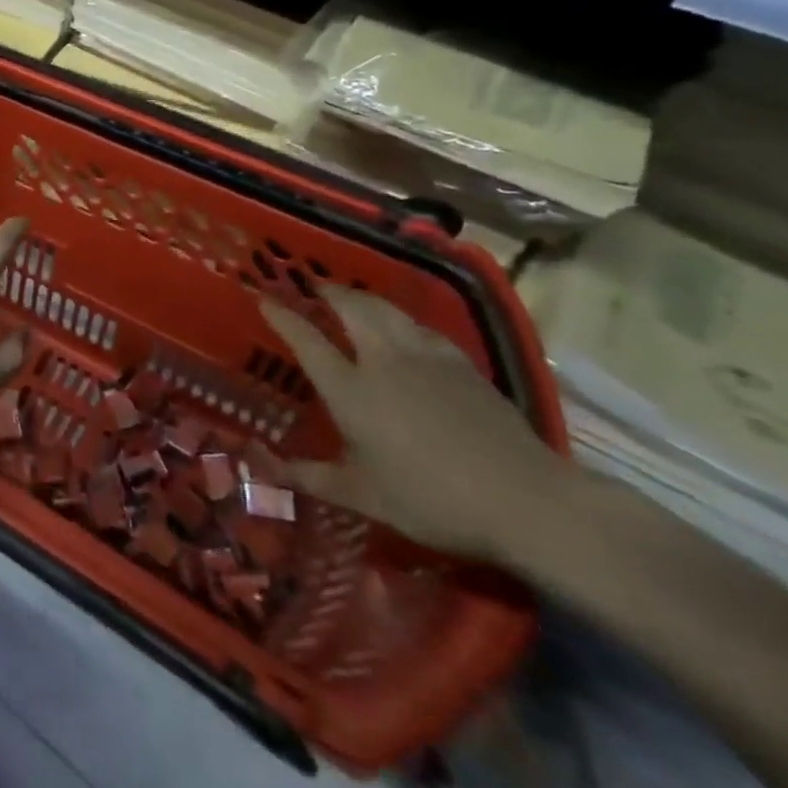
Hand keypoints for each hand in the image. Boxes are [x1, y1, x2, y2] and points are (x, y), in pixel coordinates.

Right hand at [252, 286, 570, 563]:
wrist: (527, 501)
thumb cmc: (433, 500)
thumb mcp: (362, 497)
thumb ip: (308, 477)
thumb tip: (260, 466)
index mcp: (350, 390)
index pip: (306, 340)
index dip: (282, 315)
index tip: (264, 299)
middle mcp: (382, 361)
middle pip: (350, 308)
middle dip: (326, 292)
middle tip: (312, 287)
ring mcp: (425, 357)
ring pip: (386, 310)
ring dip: (362, 298)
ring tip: (351, 299)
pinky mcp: (462, 363)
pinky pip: (419, 326)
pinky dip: (400, 319)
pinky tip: (403, 329)